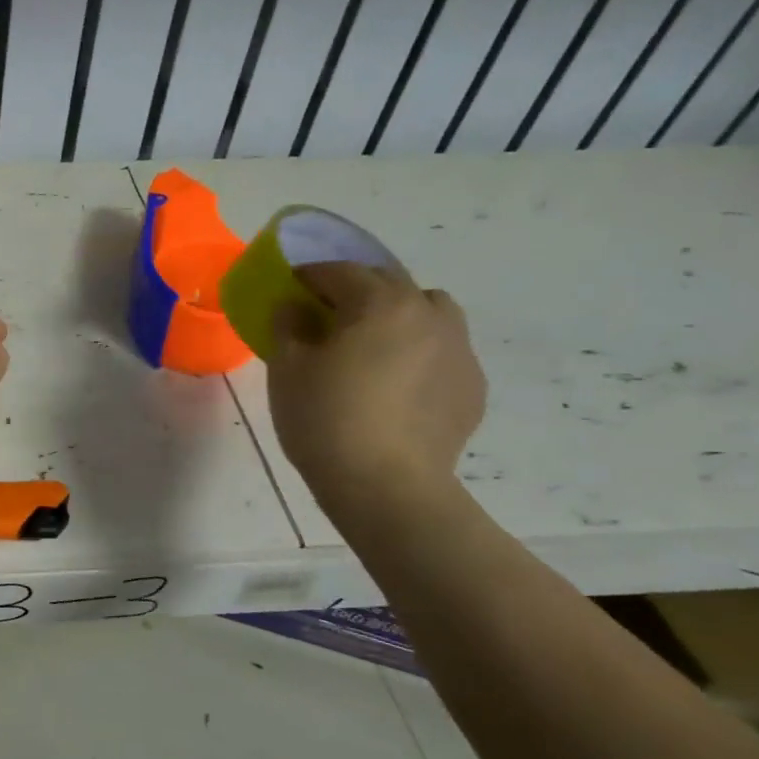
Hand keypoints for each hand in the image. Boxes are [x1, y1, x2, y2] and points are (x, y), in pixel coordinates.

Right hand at [266, 263, 485, 516]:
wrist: (387, 486)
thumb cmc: (325, 419)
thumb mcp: (287, 369)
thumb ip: (288, 326)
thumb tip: (294, 308)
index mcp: (381, 303)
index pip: (340, 271)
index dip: (309, 276)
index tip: (289, 288)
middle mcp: (429, 314)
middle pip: (389, 284)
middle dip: (355, 291)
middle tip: (326, 316)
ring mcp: (459, 350)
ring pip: (428, 311)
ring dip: (397, 315)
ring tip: (371, 346)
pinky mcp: (472, 385)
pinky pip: (442, 350)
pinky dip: (417, 352)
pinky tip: (394, 385)